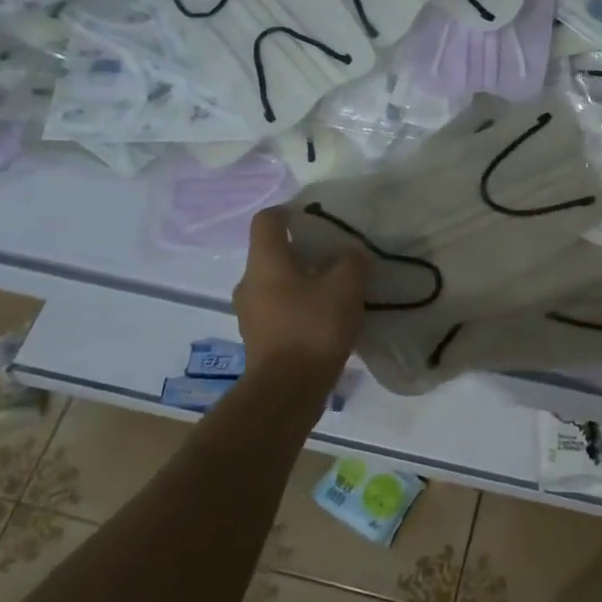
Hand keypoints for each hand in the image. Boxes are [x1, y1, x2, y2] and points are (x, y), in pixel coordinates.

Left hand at [236, 207, 370, 378]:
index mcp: (265, 261)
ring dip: (302, 281)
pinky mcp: (258, 339)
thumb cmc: (314, 326)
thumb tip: (350, 254)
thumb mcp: (346, 286)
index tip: (315, 217)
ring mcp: (250, 313)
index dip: (289, 211)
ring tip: (334, 290)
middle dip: (303, 251)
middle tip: (335, 256)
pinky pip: (279, 309)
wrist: (288, 390)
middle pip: (273, 253)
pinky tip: (325, 319)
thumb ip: (351, 261)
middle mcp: (250, 282)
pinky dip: (299, 306)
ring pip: (276, 283)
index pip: (267, 220)